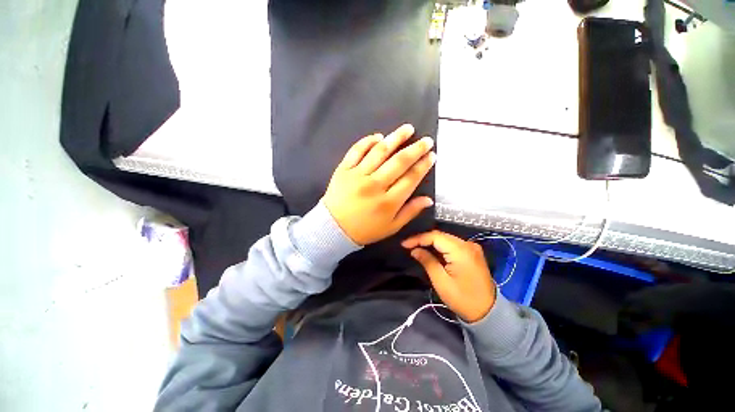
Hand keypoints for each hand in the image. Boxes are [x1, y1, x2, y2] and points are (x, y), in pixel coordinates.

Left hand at [323, 124, 435, 245]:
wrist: (333, 228)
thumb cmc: (365, 230)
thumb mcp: (391, 227)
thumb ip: (410, 212)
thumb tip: (429, 200)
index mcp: (388, 202)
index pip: (411, 178)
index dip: (423, 165)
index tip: (432, 155)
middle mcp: (375, 185)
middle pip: (399, 162)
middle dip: (416, 149)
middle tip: (426, 140)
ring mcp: (358, 175)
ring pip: (380, 151)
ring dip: (395, 138)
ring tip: (407, 129)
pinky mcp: (344, 169)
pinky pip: (356, 150)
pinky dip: (368, 141)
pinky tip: (379, 136)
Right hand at [402, 231, 496, 322]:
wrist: (487, 312)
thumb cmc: (462, 299)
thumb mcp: (441, 281)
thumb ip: (427, 261)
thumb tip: (414, 250)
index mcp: (461, 250)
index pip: (435, 236)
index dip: (418, 238)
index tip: (404, 244)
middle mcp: (468, 244)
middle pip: (441, 235)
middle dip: (423, 239)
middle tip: (408, 245)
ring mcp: (472, 247)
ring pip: (446, 239)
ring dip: (430, 242)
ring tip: (416, 247)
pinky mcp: (472, 252)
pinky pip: (452, 244)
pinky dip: (440, 247)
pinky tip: (430, 250)